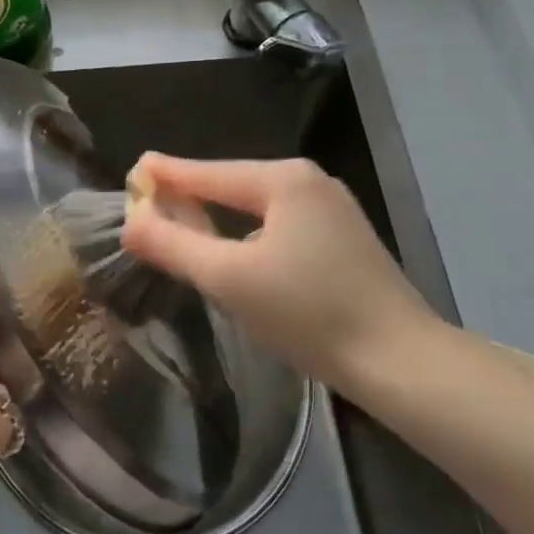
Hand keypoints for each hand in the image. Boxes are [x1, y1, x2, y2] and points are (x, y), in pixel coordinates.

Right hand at [120, 155, 440, 388]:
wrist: (402, 363)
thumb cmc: (309, 313)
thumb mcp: (228, 278)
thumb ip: (173, 244)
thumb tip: (130, 220)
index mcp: (283, 180)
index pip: (207, 172)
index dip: (166, 175)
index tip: (132, 170)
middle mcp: (309, 181)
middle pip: (232, 185)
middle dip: (191, 197)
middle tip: (150, 207)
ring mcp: (333, 209)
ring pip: (256, 207)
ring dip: (219, 218)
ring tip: (183, 228)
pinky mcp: (344, 239)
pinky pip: (279, 225)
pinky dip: (248, 233)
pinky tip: (236, 252)